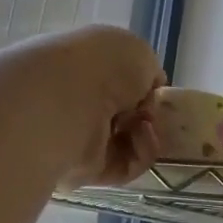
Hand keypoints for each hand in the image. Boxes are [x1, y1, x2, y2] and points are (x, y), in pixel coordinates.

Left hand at [7, 25, 165, 188]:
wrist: (67, 100)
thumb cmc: (102, 64)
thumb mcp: (138, 52)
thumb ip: (148, 72)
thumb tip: (146, 94)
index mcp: (82, 65)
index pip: (114, 82)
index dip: (140, 87)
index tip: (156, 91)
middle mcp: (75, 101)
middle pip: (120, 115)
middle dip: (146, 115)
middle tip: (156, 113)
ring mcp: (78, 138)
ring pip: (125, 143)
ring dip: (147, 134)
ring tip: (148, 124)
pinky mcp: (84, 170)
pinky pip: (125, 166)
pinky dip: (142, 153)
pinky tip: (143, 136)